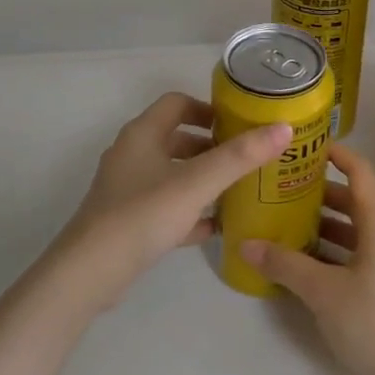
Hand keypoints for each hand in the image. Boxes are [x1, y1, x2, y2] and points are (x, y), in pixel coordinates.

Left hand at [54, 93, 290, 308]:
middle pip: (176, 137)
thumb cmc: (143, 214)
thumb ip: (240, 157)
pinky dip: (189, 211)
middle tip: (245, 158)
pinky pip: (165, 206)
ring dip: (201, 178)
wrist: (91, 272)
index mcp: (142, 134)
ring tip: (237, 189)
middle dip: (211, 146)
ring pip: (171, 173)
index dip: (208, 108)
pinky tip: (215, 228)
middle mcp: (132, 154)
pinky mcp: (127, 220)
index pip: (177, 103)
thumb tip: (283, 128)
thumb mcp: (197, 183)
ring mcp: (127, 189)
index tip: (239, 123)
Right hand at [239, 143, 374, 374]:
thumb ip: (284, 264)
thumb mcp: (322, 291)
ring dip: (320, 219)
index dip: (335, 153)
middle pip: (352, 197)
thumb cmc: (373, 322)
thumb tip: (244, 244)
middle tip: (280, 182)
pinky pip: (351, 250)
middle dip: (317, 188)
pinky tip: (298, 256)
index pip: (359, 170)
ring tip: (282, 215)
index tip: (302, 145)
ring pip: (351, 226)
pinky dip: (327, 247)